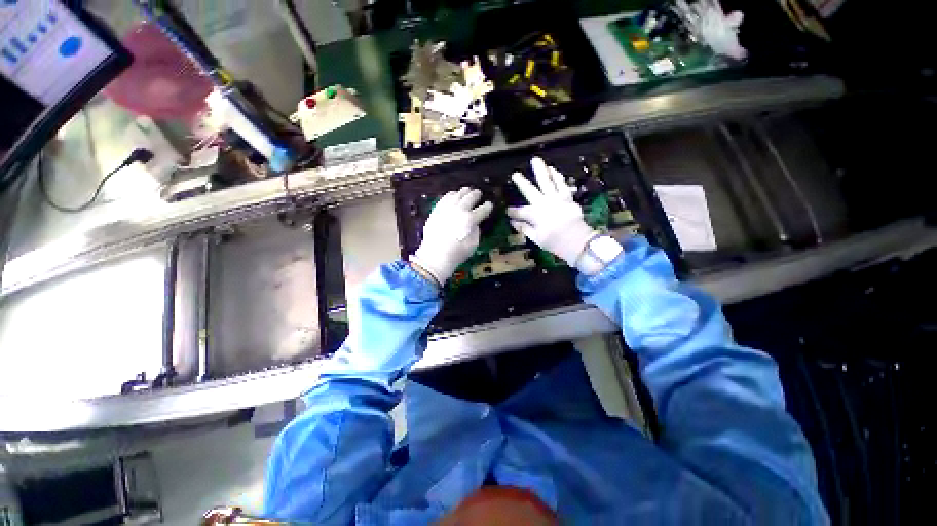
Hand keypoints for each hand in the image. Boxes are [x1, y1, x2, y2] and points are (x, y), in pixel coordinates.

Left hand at [411, 187, 492, 285]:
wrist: (435, 256)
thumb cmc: (457, 253)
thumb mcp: (473, 245)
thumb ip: (476, 231)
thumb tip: (475, 223)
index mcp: (470, 219)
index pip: (482, 209)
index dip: (487, 206)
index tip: (489, 205)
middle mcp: (459, 210)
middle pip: (470, 197)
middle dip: (476, 194)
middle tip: (478, 193)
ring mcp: (446, 209)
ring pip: (457, 195)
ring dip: (464, 192)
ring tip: (467, 191)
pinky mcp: (437, 210)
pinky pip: (445, 198)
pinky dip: (451, 195)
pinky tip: (453, 195)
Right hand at [507, 157, 599, 268]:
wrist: (578, 241)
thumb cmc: (555, 242)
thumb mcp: (536, 238)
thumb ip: (524, 228)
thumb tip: (513, 222)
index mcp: (535, 215)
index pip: (520, 211)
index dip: (513, 212)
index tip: (507, 211)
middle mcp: (544, 203)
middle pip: (531, 191)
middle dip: (521, 182)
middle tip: (515, 174)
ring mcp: (557, 199)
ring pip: (547, 182)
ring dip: (541, 170)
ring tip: (536, 160)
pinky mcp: (568, 198)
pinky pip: (562, 184)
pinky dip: (558, 177)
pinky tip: (553, 170)